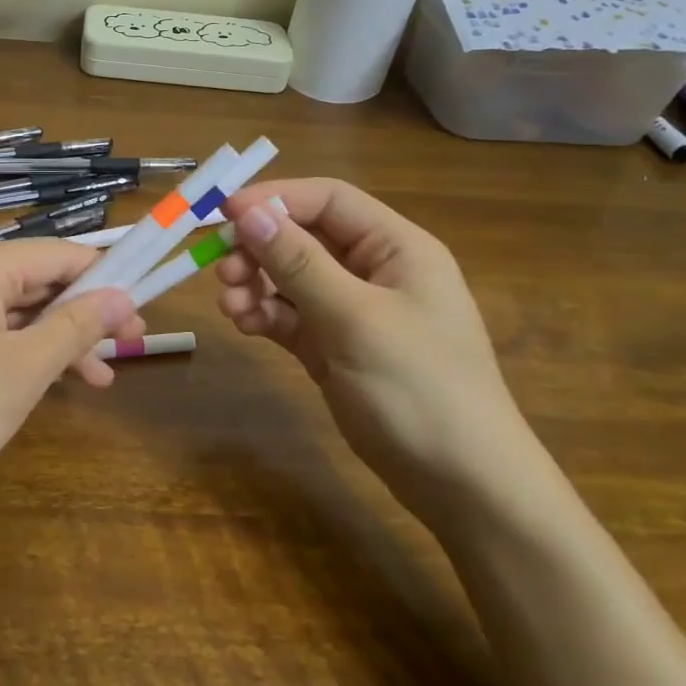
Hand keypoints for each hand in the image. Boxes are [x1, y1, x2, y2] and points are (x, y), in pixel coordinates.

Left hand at [0, 240, 141, 505]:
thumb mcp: (25, 369)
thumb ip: (76, 326)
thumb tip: (122, 296)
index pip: (58, 254)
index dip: (105, 279)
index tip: (140, 313)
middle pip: (37, 281)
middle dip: (83, 315)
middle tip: (129, 347)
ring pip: (15, 311)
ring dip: (57, 340)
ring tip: (100, 378)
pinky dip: (22, 352)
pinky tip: (49, 382)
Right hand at [215, 178, 555, 526]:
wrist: (463, 486)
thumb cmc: (420, 389)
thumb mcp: (356, 319)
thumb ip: (299, 263)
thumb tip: (247, 213)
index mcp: (396, 248)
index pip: (328, 200)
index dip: (275, 199)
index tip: (224, 214)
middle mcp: (374, 271)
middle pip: (303, 238)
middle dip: (259, 249)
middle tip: (222, 271)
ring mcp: (353, 312)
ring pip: (290, 278)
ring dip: (256, 284)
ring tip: (231, 308)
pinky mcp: (334, 347)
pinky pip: (290, 316)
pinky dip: (265, 315)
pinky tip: (246, 326)